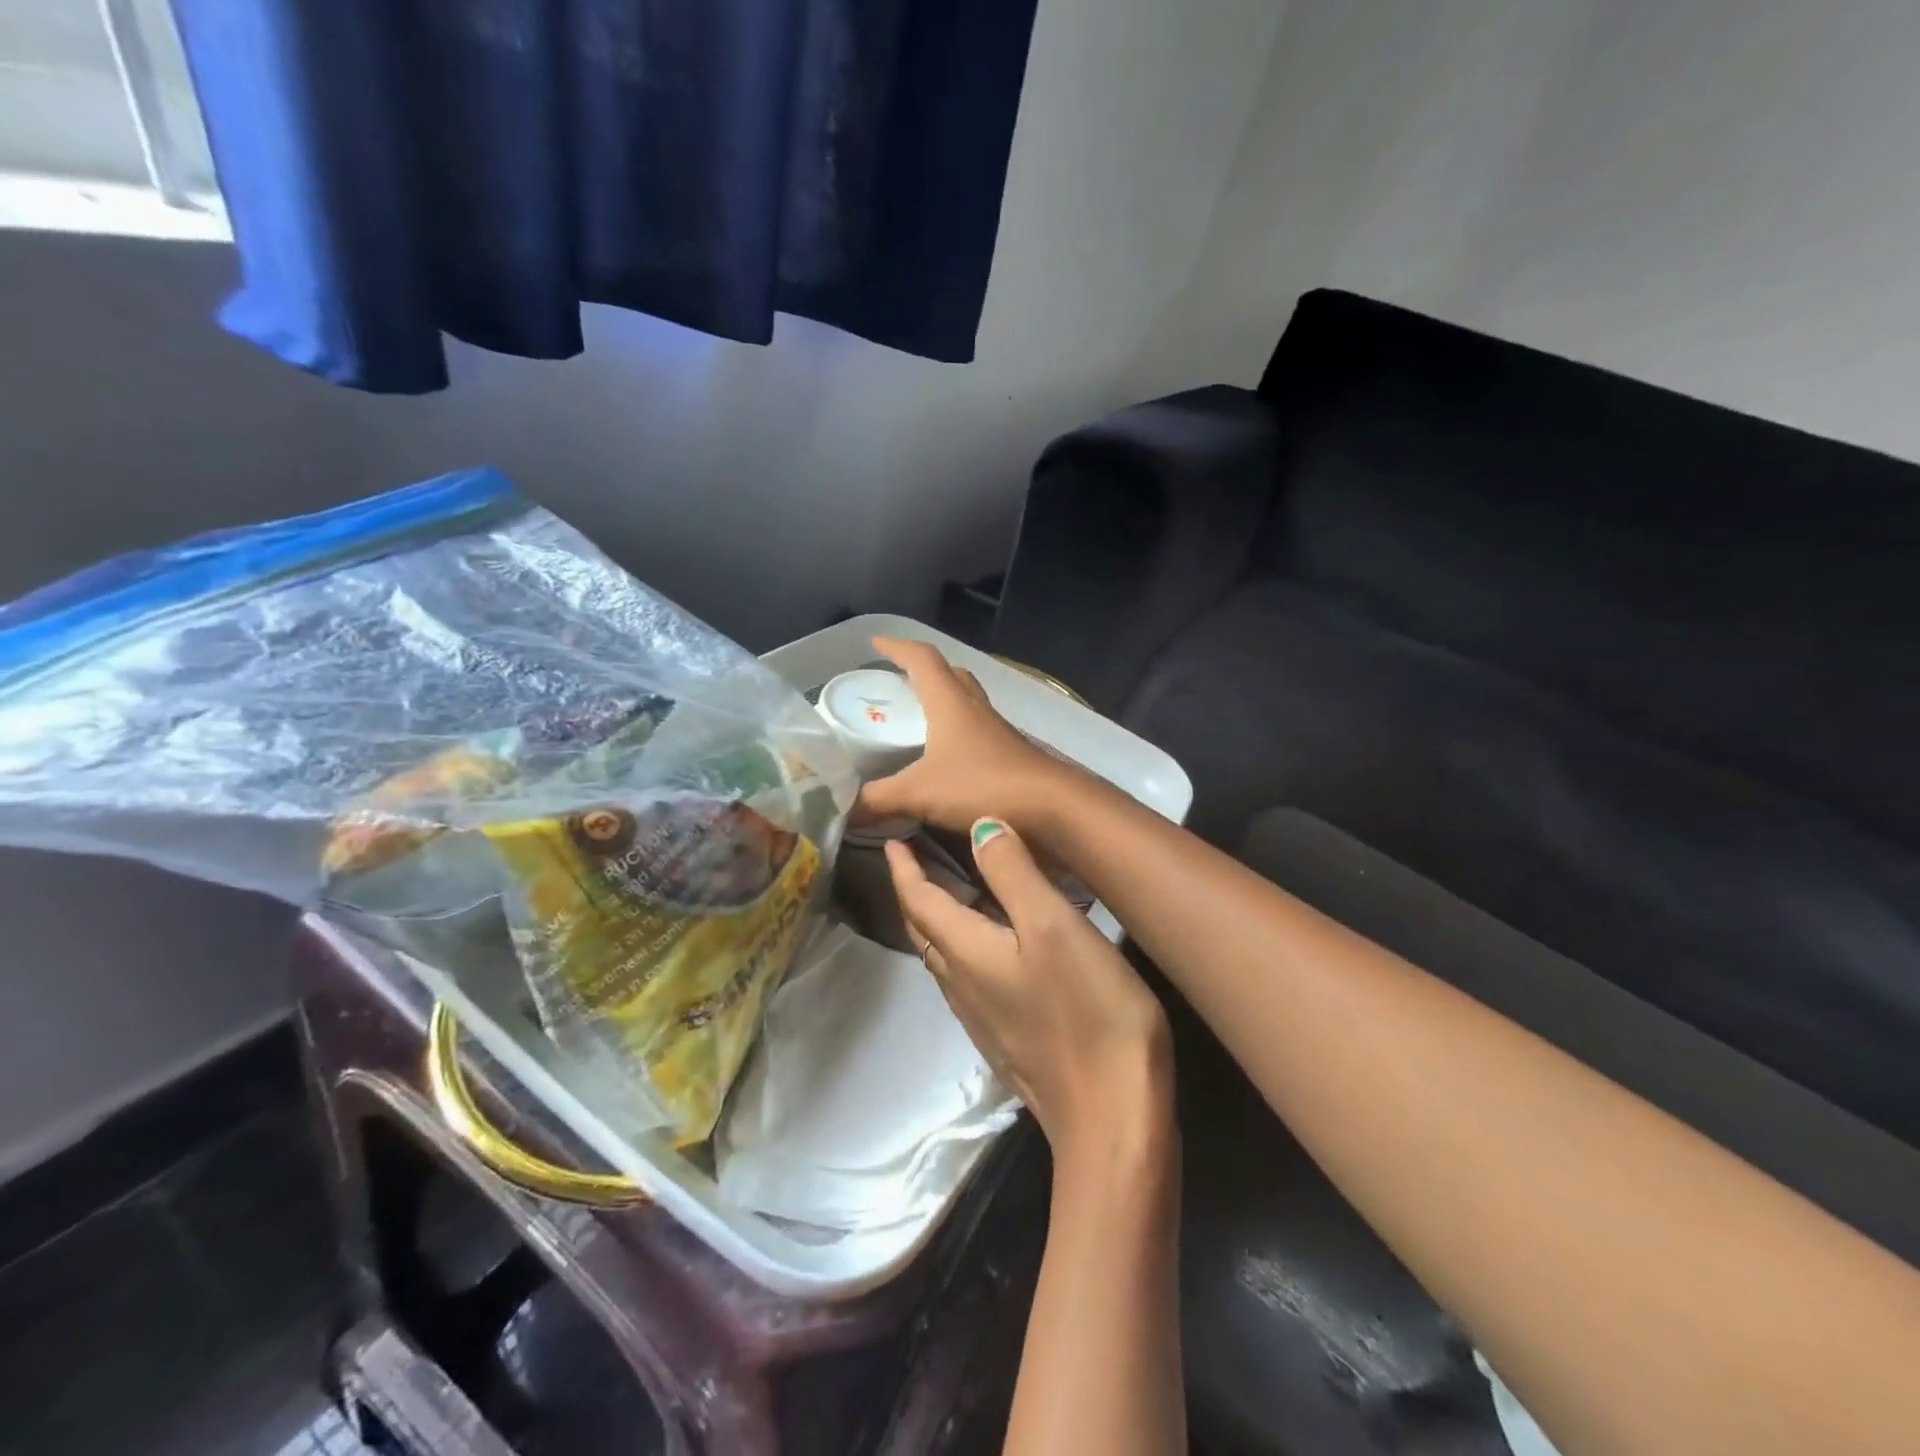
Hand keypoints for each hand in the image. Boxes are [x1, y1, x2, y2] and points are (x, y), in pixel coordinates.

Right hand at [857, 637, 1071, 834]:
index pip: (922, 660)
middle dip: (922, 671)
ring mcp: (996, 731)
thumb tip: (843, 811)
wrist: (1051, 808)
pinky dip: (957, 731)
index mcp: (950, 702)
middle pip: (949, 674)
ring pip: (966, 701)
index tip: (876, 642)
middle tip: (898, 680)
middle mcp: (975, 708)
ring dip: (943, 699)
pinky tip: (947, 756)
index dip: (898, 647)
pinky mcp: (1009, 754)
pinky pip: (977, 729)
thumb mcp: (919, 793)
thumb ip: (878, 800)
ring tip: (918, 716)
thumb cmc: (982, 786)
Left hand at [886, 818, 1173, 1168]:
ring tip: (951, 889)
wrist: (1111, 1118)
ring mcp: (982, 1016)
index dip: (903, 867)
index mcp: (966, 952)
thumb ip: (1013, 873)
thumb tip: (978, 826)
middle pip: (922, 929)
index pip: (918, 900)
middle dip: (912, 890)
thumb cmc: (1087, 1011)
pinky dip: (963, 944)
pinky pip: (967, 976)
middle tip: (915, 856)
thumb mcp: (1053, 926)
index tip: (891, 838)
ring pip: (943, 955)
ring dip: (935, 919)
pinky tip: (994, 942)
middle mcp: (961, 984)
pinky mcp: (1005, 1037)